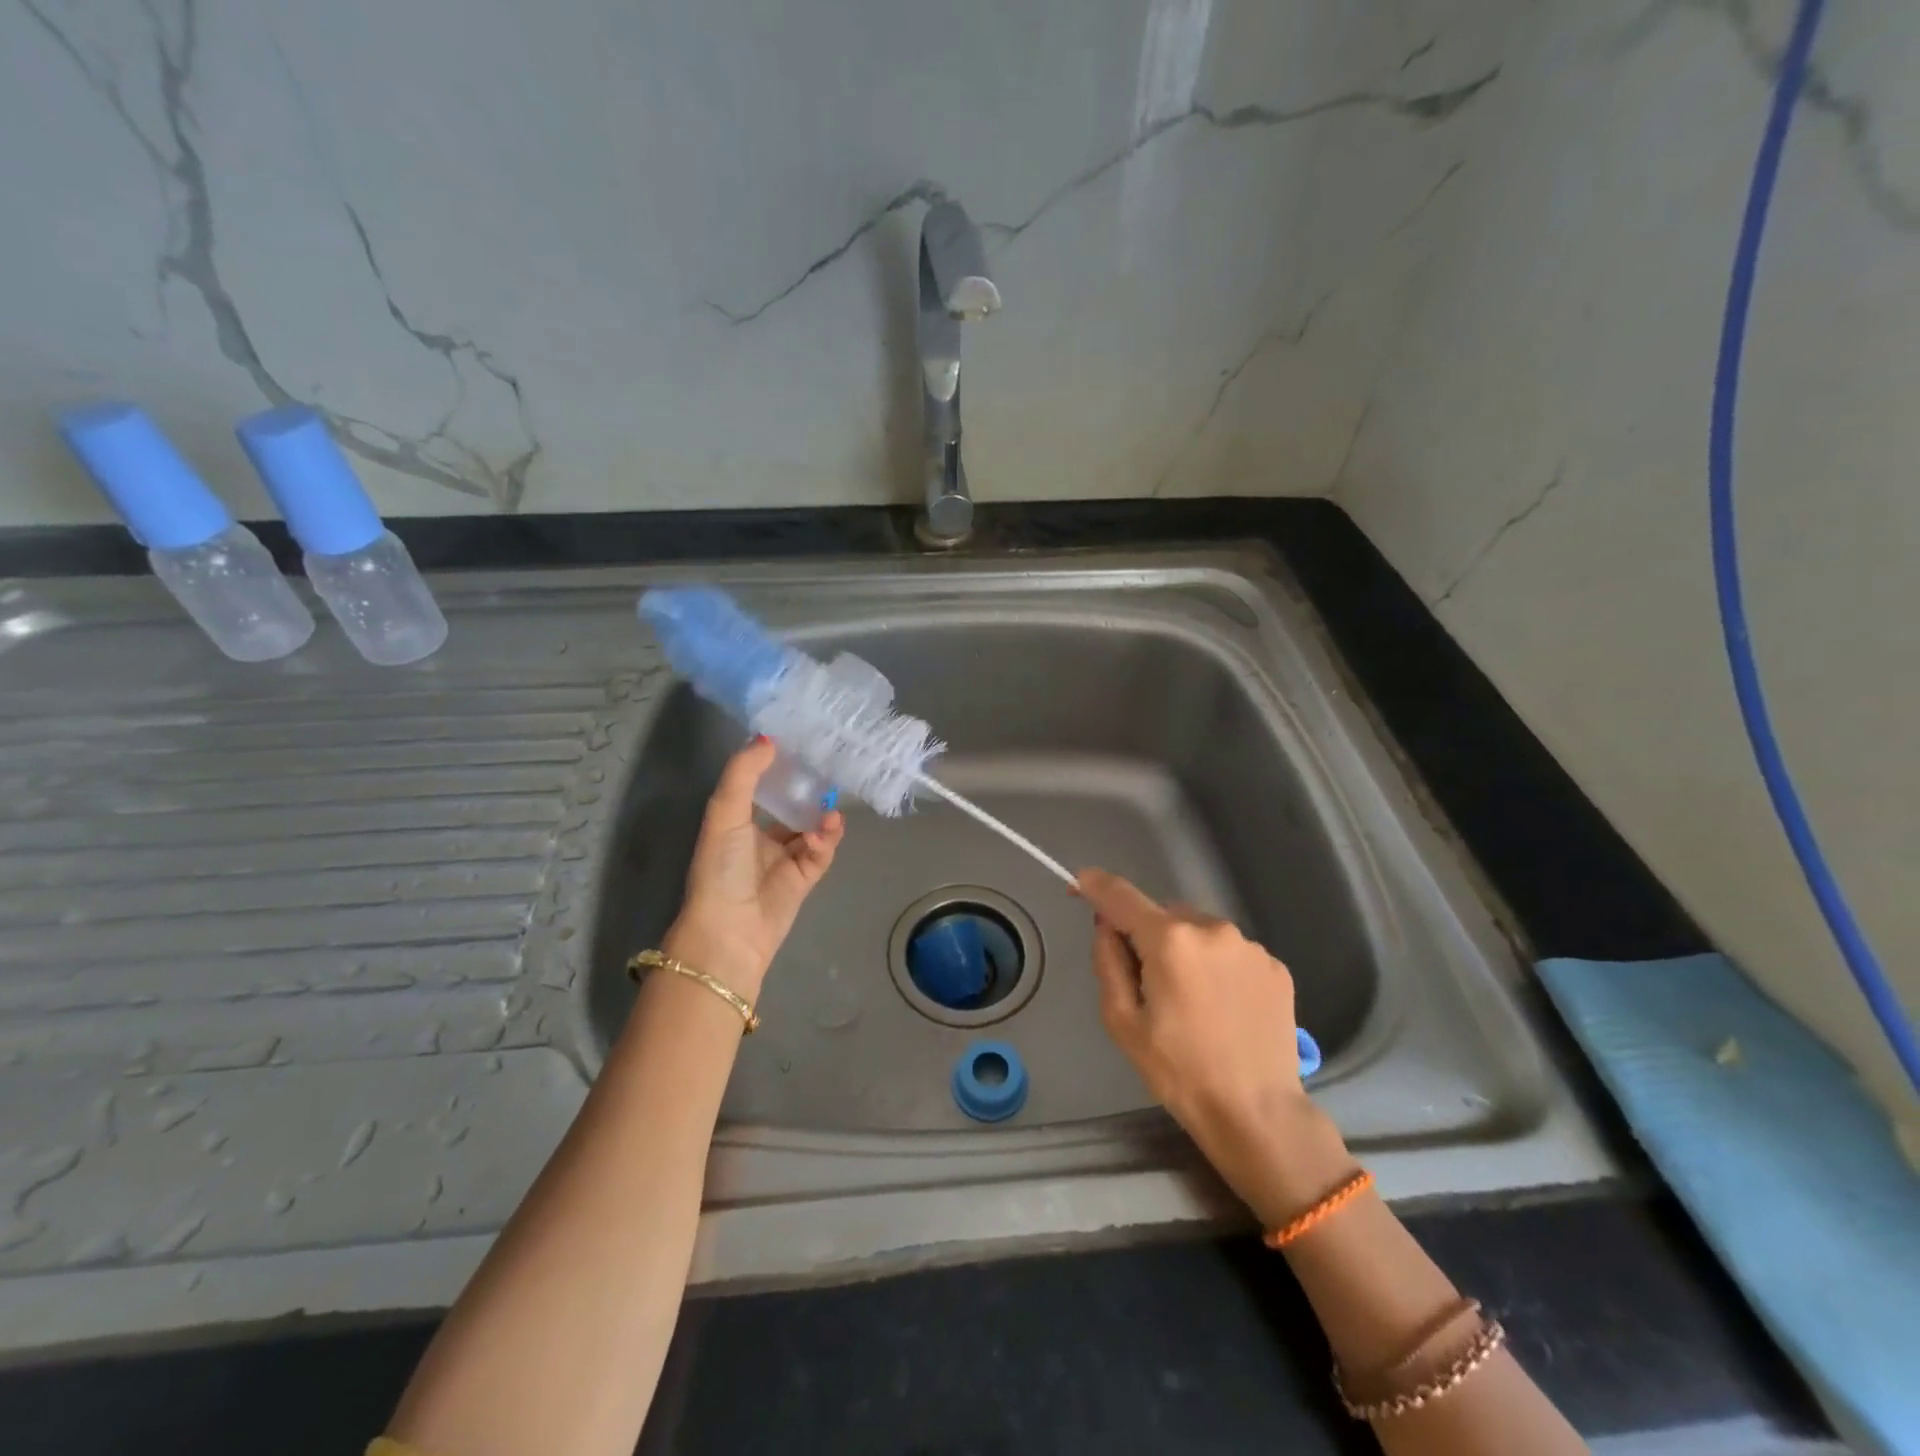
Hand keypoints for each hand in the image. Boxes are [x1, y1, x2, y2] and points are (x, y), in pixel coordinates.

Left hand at [665, 737, 843, 995]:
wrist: (730, 929)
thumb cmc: (721, 867)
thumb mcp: (725, 813)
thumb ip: (744, 774)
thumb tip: (768, 739)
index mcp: (737, 821)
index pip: (762, 786)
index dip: (779, 766)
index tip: (800, 743)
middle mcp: (761, 837)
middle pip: (792, 805)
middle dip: (810, 790)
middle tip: (830, 768)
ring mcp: (785, 859)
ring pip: (812, 828)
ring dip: (822, 816)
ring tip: (831, 806)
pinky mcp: (805, 878)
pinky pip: (822, 852)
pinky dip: (827, 839)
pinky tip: (827, 830)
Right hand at [1077, 868, 1347, 1223]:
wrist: (1257, 1114)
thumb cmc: (1178, 1072)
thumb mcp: (1122, 1021)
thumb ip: (1108, 960)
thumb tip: (1107, 925)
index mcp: (1170, 940)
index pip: (1121, 895)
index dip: (1095, 886)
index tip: (1078, 884)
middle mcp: (1212, 928)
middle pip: (1163, 914)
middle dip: (1147, 935)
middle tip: (1147, 983)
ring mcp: (1249, 946)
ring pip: (1199, 930)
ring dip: (1185, 949)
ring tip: (1191, 1001)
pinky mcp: (1275, 966)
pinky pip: (1230, 952)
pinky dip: (1217, 966)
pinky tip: (1221, 1007)